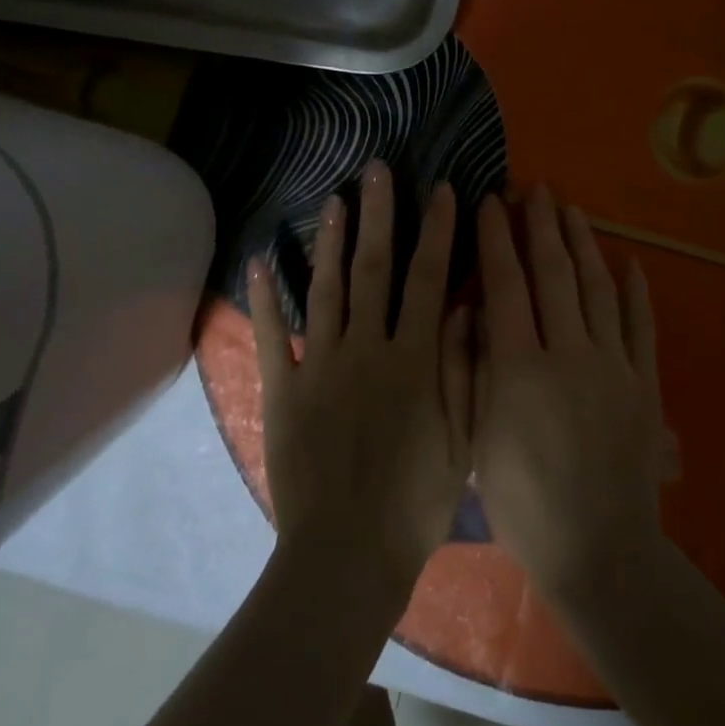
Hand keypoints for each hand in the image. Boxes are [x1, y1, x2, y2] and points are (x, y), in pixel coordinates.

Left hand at [248, 162, 472, 595]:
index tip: (441, 190)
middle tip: (376, 170)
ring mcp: (321, 364)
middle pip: (375, 268)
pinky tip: (260, 260)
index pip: (428, 279)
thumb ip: (462, 370)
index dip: (437, 231)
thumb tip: (463, 308)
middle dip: (379, 214)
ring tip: (334, 199)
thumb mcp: (459, 441)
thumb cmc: (414, 503)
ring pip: (327, 288)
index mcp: (413, 359)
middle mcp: (366, 348)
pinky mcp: (284, 388)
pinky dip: (265, 297)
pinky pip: (274, 335)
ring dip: (332, 241)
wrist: (346, 556)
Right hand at [472, 186, 668, 601]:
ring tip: (571, 210)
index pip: (505, 283)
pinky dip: (635, 290)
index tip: (489, 202)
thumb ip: (466, 369)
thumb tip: (466, 308)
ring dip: (583, 244)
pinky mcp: (645, 384)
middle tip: (535, 189)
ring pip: (598, 288)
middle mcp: (569, 352)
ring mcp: (614, 366)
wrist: (599, 553)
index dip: (495, 238)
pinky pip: (642, 325)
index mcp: (520, 366)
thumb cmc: (523, 502)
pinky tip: (628, 261)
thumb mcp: (475, 438)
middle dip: (541, 226)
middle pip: (554, 273)